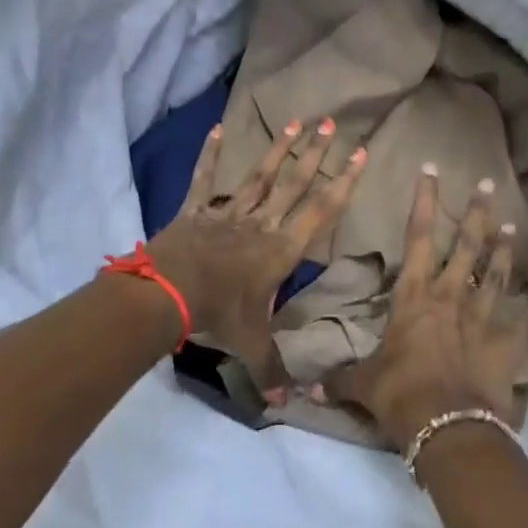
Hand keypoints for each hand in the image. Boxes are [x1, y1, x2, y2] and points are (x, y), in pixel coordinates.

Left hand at [149, 117, 367, 390]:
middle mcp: (261, 222)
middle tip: (330, 122)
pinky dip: (211, 154)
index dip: (343, 181)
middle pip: (293, 181)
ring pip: (259, 174)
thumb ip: (272, 369)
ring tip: (296, 121)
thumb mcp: (251, 343)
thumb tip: (288, 406)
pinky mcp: (196, 209)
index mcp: (281, 248)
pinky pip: (206, 178)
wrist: (167, 295)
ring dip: (278, 148)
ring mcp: (228, 212)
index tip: (360, 154)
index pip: (321, 209)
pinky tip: (217, 128)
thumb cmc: (218, 315)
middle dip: (314, 153)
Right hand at [321, 165, 527, 452]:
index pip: (417, 237)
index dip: (423, 202)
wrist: (447, 425)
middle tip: (488, 184)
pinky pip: (523, 321)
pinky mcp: (504, 344)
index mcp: (414, 297)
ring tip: (511, 225)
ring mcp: (481, 318)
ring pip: (493, 274)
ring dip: (502, 250)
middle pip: (465, 246)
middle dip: (475, 213)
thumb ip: (339, 379)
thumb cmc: (400, 394)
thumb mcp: (362, 384)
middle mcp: (449, 297)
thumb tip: (306, 388)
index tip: (431, 171)